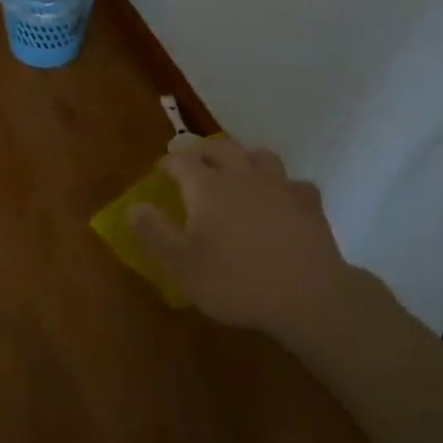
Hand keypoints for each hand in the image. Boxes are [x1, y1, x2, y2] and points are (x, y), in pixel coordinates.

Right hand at [129, 140, 348, 335]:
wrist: (307, 294)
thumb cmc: (236, 281)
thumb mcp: (182, 265)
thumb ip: (155, 232)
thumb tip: (133, 206)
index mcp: (207, 186)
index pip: (181, 161)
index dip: (169, 162)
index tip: (161, 170)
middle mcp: (242, 174)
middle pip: (220, 148)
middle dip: (203, 151)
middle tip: (195, 163)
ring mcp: (279, 184)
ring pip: (259, 155)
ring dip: (244, 158)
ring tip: (239, 170)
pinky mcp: (308, 202)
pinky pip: (294, 183)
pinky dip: (284, 186)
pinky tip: (283, 199)